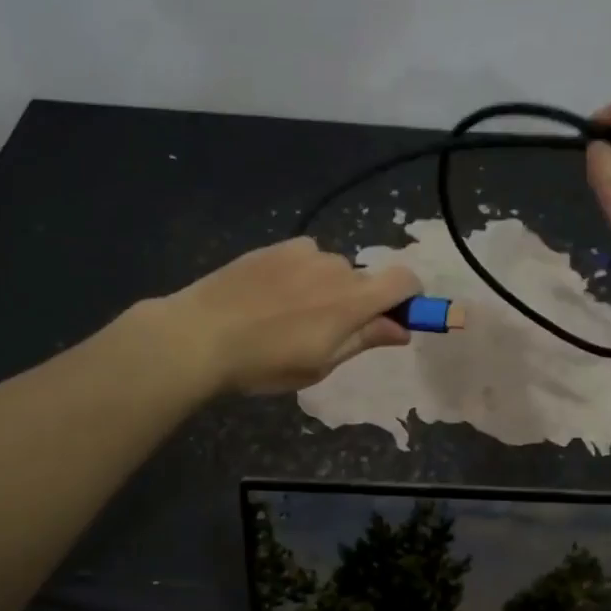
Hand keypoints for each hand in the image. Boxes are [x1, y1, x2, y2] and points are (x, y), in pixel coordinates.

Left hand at [160, 238, 420, 394]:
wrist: (199, 334)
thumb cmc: (264, 362)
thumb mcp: (320, 364)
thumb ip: (365, 340)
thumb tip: (402, 329)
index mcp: (352, 300)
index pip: (404, 280)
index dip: (411, 297)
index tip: (397, 317)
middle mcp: (335, 267)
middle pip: (365, 279)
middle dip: (358, 302)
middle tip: (326, 332)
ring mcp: (303, 252)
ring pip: (332, 269)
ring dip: (327, 288)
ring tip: (288, 315)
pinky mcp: (276, 247)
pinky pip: (305, 258)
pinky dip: (301, 274)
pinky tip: (270, 296)